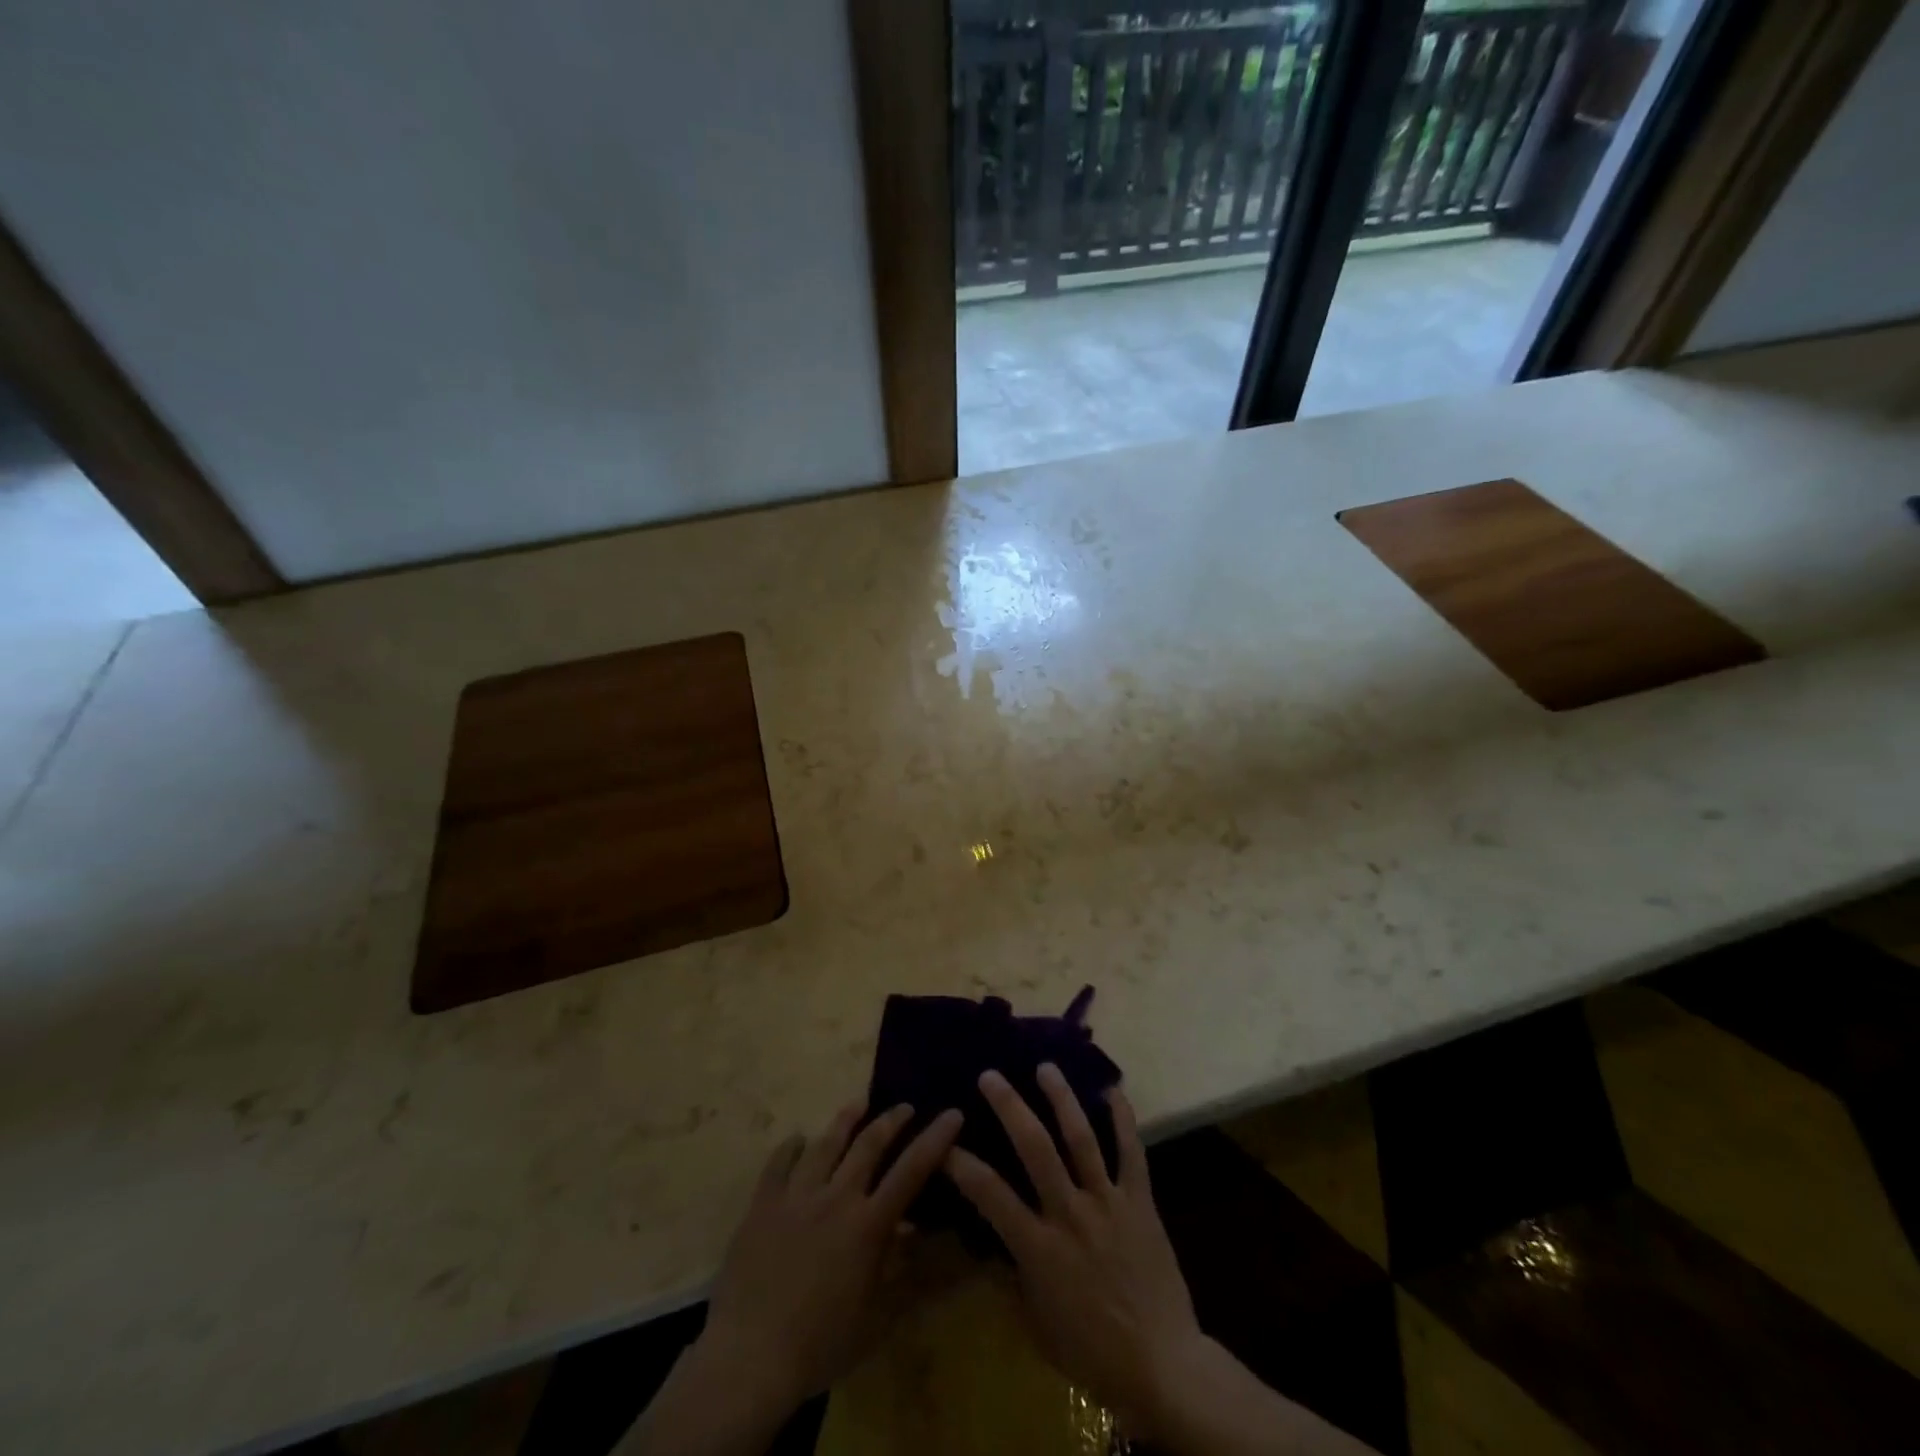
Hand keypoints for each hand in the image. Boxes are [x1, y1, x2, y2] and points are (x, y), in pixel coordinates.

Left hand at [622, 1103, 962, 1455]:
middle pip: (869, 1144)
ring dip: (846, 1120)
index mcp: (867, 1225)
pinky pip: (778, 1163)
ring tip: (858, 1104)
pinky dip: (792, 1147)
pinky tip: (798, 1140)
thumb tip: (919, 1230)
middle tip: (905, 1106)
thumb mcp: (875, 1315)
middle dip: (891, 1119)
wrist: (749, 1358)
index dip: (935, 1139)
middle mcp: (836, 1198)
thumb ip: (900, 1268)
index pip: (911, 1171)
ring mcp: (796, 1196)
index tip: (952, 1113)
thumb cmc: (820, 1344)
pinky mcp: (762, 1205)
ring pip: (825, 1143)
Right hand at [948, 1070, 1377, 1454]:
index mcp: (1039, 1247)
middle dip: (1010, 1107)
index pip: (990, 1194)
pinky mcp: (1140, 1201)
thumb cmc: (1092, 1351)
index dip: (962, 1165)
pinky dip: (1123, 1119)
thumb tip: (991, 1241)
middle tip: (990, 1075)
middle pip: (1036, 1148)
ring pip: (1081, 1138)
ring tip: (1046, 1067)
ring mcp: (1108, 1202)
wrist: (1162, 1365)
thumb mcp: (1037, 1323)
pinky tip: (1112, 1089)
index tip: (943, 1140)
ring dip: (1061, 1098)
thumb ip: (1014, 1275)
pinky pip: (1131, 1152)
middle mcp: (1070, 1214)